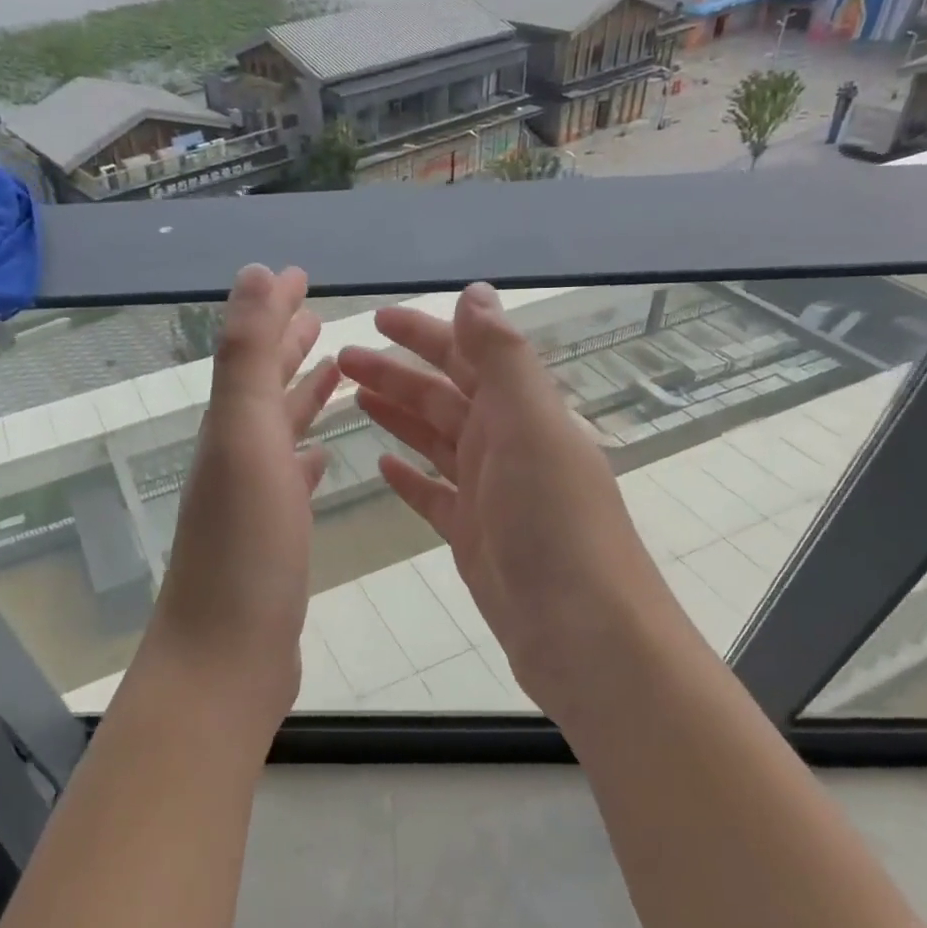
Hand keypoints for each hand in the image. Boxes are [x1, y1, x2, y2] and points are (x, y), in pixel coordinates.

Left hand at [136, 265, 339, 742]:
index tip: (302, 274)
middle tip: (320, 317)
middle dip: (289, 348)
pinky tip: (322, 457)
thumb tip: (256, 272)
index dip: (275, 309)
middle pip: (264, 388)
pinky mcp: (273, 540)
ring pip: (279, 433)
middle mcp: (236, 456)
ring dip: (301, 398)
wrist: (226, 657)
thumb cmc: (245, 546)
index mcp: (230, 427)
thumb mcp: (245, 436)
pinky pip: (291, 483)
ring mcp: (253, 501)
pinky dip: (305, 459)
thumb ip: (249, 354)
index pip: (254, 350)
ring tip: (333, 375)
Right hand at [338, 283, 694, 732]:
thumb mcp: (532, 429)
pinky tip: (383, 465)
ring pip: (435, 440)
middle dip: (396, 372)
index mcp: (523, 413)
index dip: (425, 333)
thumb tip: (476, 293)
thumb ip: (503, 360)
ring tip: (352, 398)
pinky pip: (434, 494)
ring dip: (397, 415)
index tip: (377, 317)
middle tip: (342, 361)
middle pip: (443, 396)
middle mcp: (507, 445)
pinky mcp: (473, 536)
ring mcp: (489, 493)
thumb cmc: (557, 526)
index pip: (468, 356)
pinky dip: (410, 476)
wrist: (585, 634)